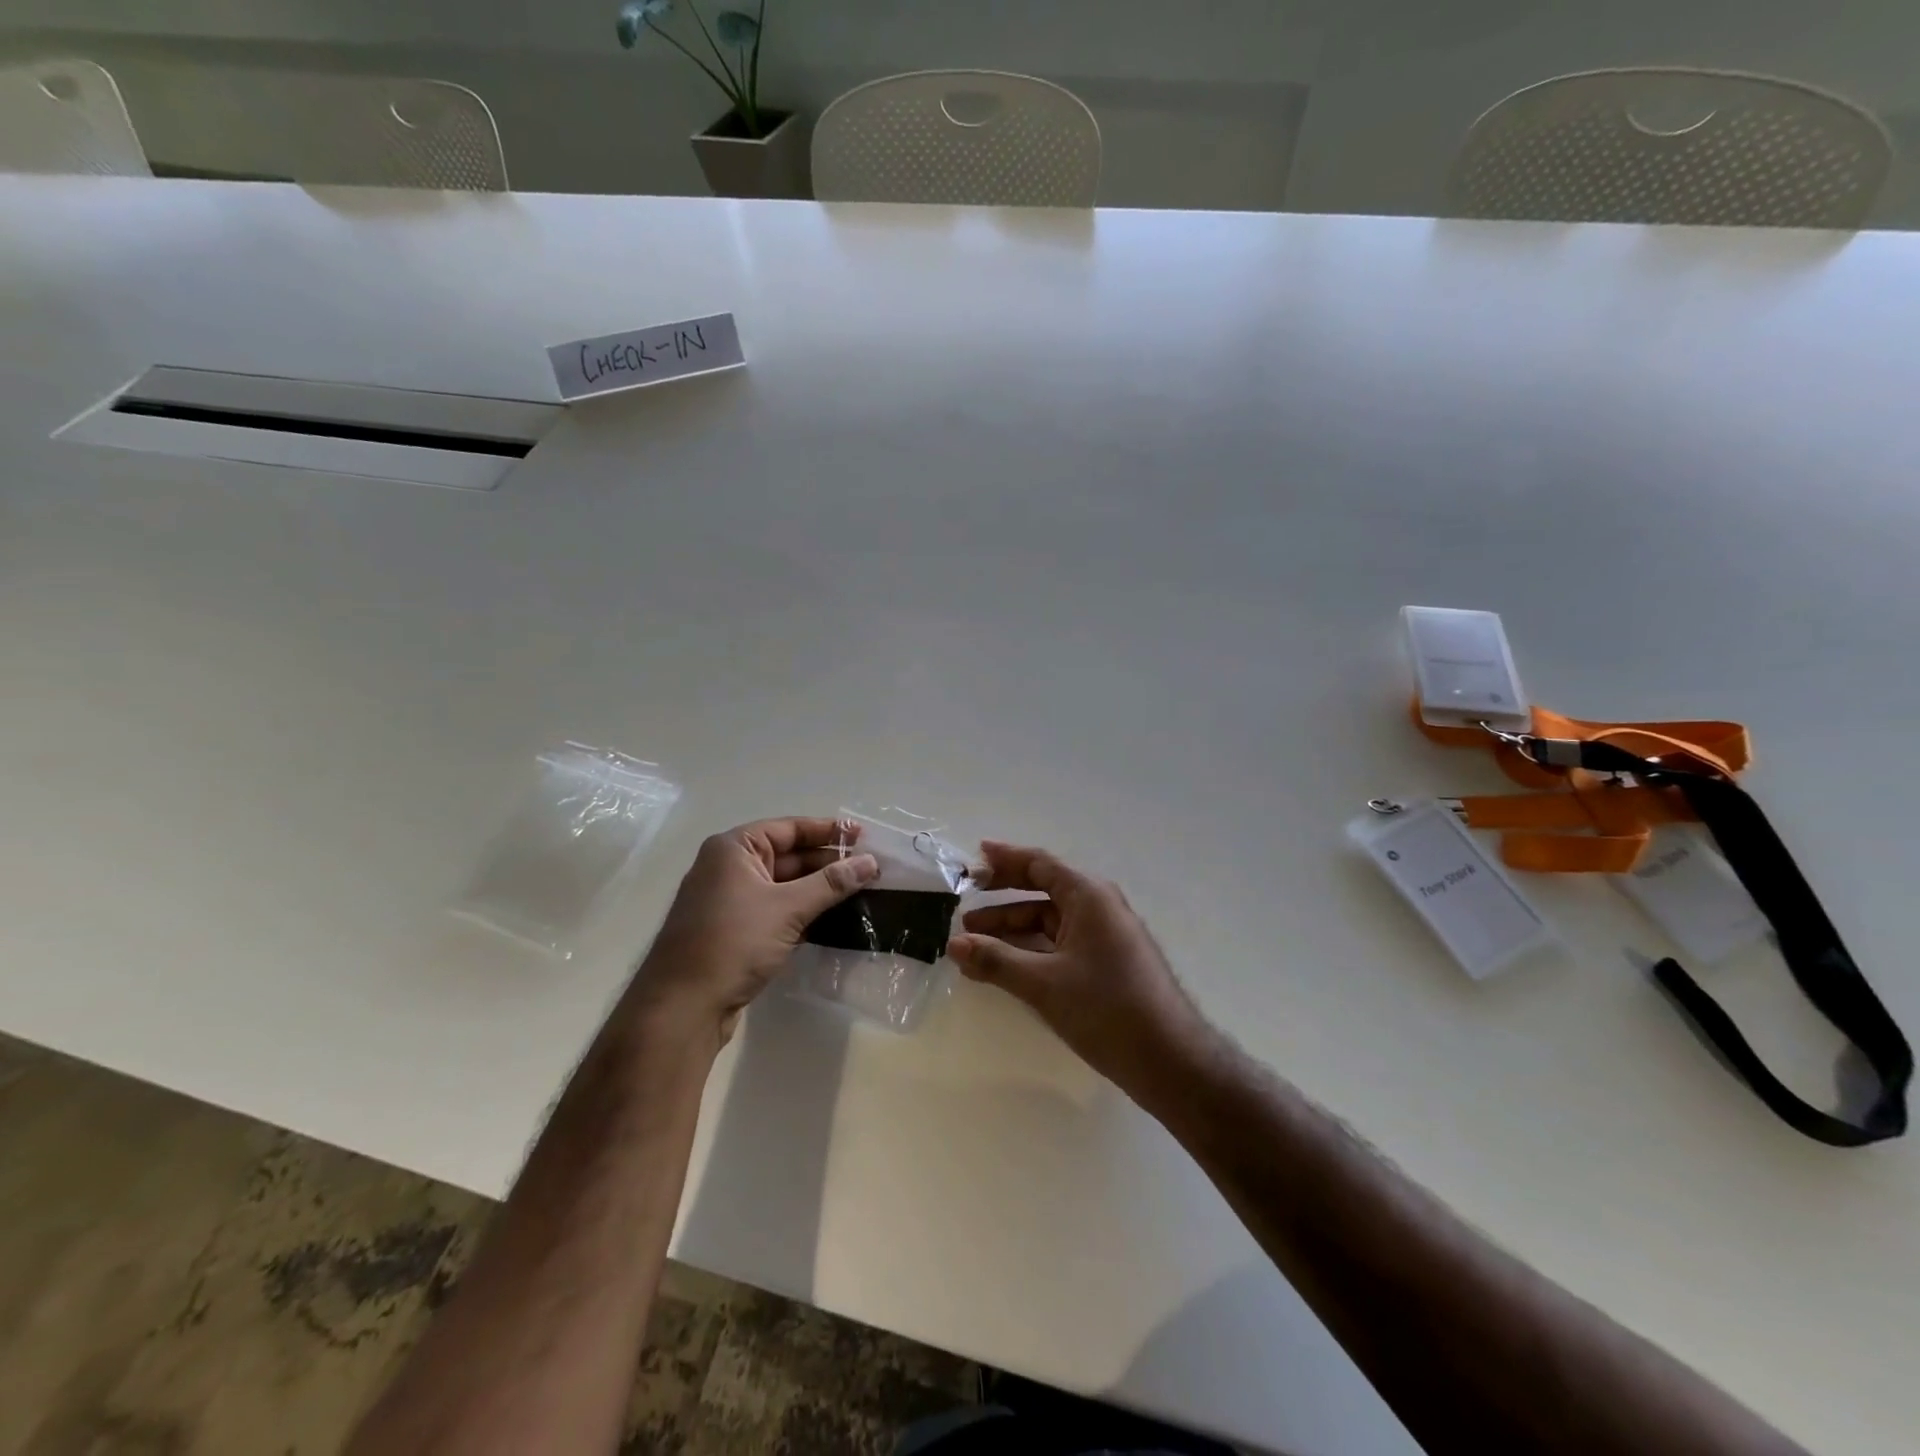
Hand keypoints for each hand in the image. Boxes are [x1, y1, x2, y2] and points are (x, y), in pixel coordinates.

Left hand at [629, 817, 877, 1044]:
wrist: (683, 1007)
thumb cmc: (733, 942)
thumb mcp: (788, 908)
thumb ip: (832, 883)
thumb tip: (871, 862)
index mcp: (733, 848)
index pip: (789, 827)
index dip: (828, 831)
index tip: (864, 836)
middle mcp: (728, 867)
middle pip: (787, 854)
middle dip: (827, 861)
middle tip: (869, 866)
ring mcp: (729, 900)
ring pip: (783, 884)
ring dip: (818, 888)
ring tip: (859, 890)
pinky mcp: (733, 930)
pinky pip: (775, 908)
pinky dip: (802, 910)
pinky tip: (832, 917)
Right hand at [948, 842, 1208, 1096]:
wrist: (1169, 1060)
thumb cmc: (1106, 1008)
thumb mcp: (1044, 983)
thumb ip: (996, 960)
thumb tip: (954, 944)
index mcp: (1089, 896)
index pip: (1040, 864)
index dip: (1005, 859)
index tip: (974, 857)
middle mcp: (1099, 907)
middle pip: (1043, 889)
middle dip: (1003, 895)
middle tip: (965, 900)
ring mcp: (1105, 936)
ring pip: (1049, 921)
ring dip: (1012, 928)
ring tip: (973, 943)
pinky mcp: (1106, 964)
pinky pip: (1060, 943)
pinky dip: (1030, 949)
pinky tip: (1004, 966)